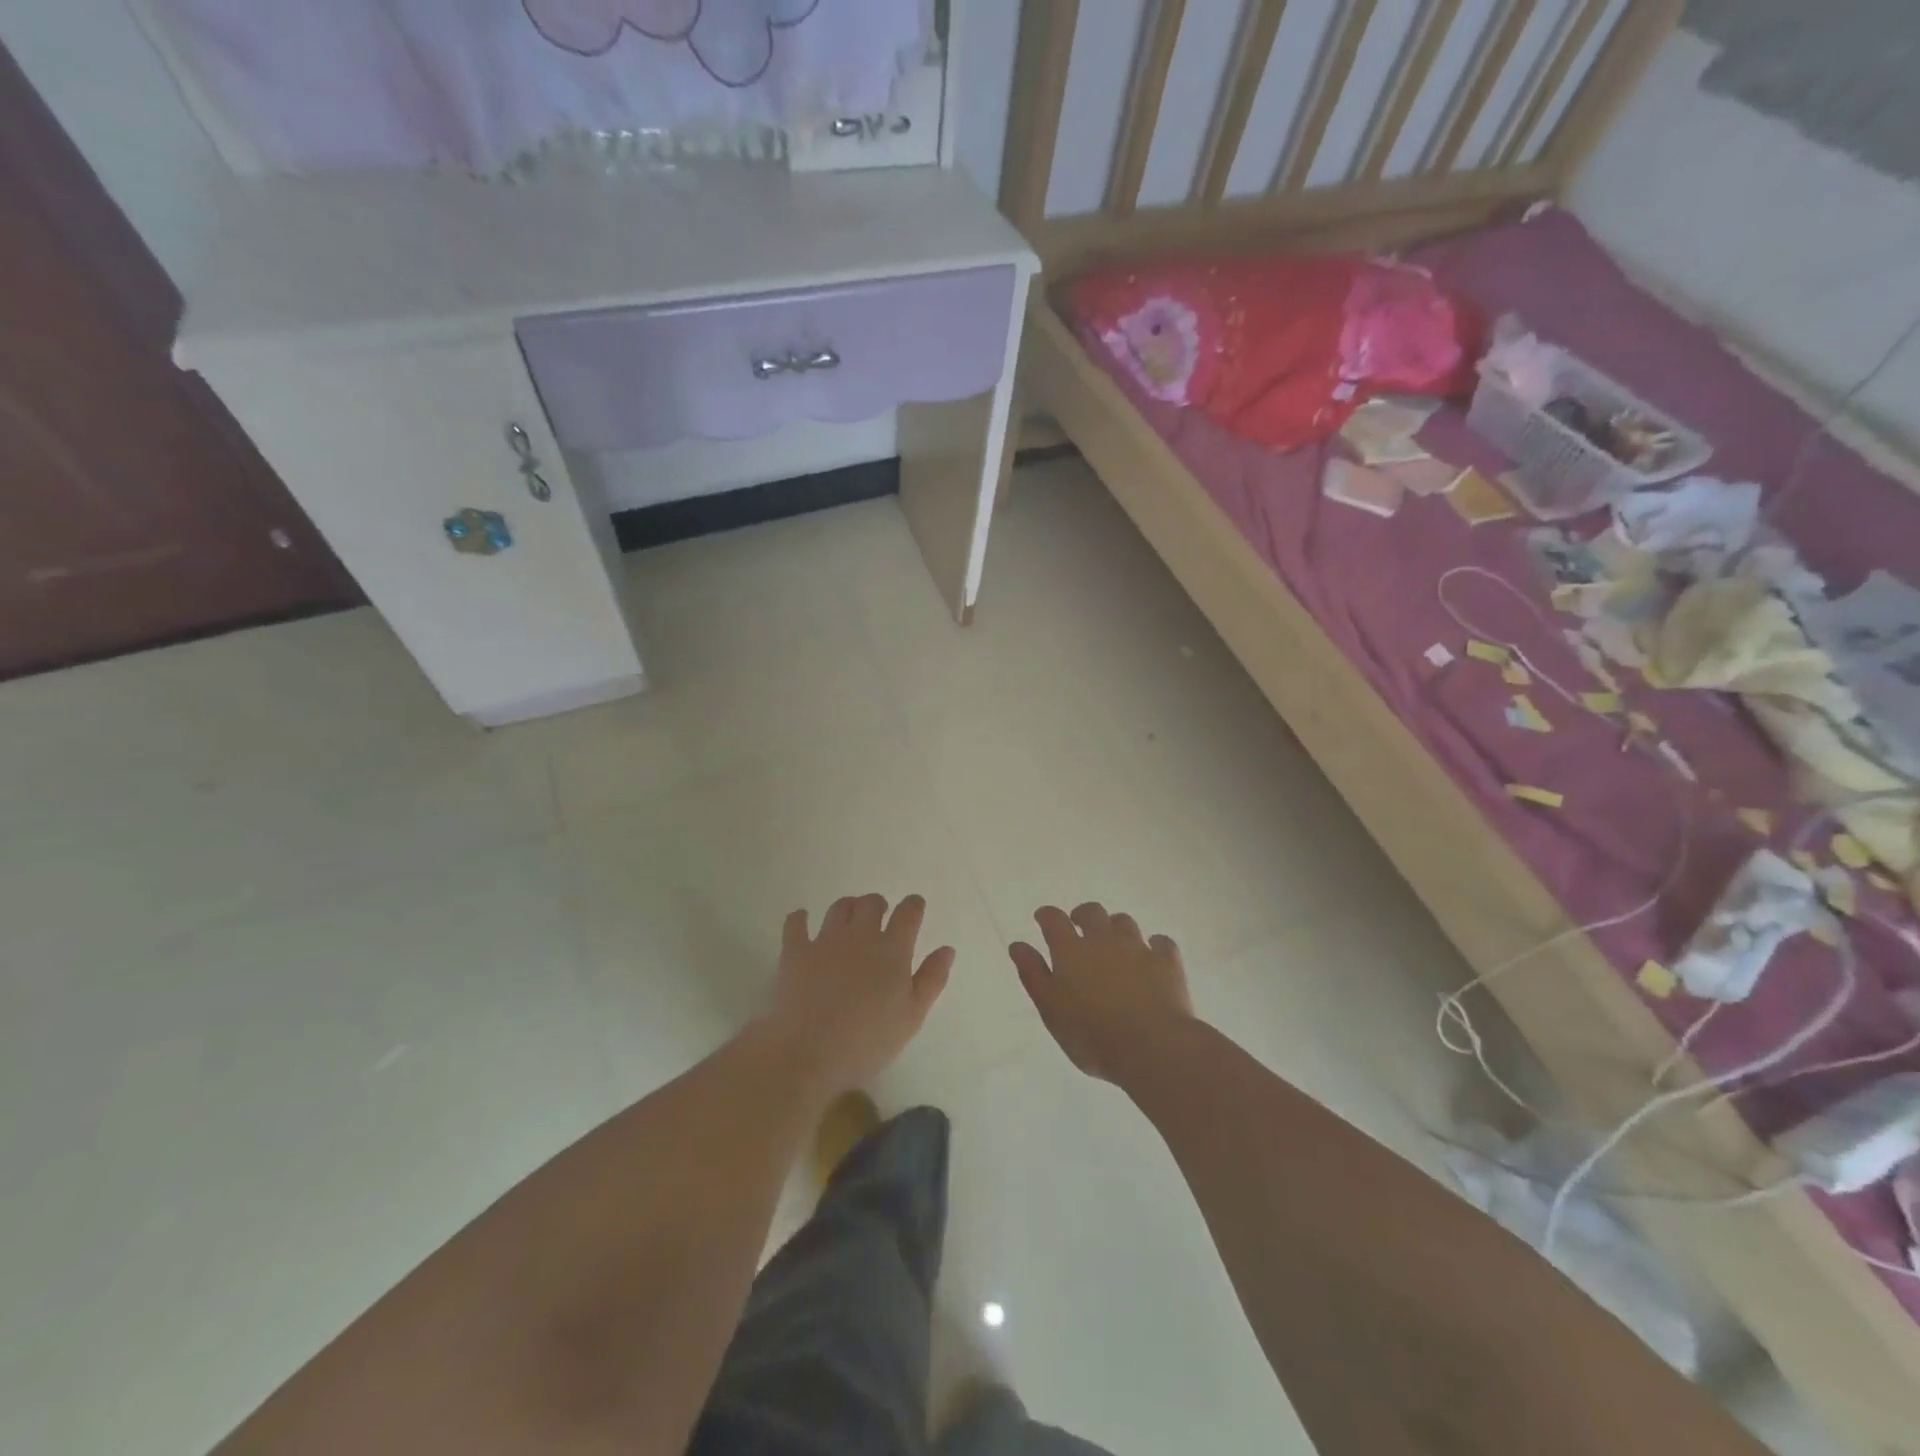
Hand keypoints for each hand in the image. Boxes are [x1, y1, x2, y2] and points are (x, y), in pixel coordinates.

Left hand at [759, 894, 953, 1097]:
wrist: (808, 1052)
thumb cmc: (868, 1040)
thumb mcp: (912, 1016)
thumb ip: (932, 979)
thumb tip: (946, 949)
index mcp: (892, 950)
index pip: (908, 913)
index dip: (913, 906)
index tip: (914, 908)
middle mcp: (860, 935)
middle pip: (871, 903)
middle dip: (879, 905)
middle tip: (880, 918)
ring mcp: (825, 941)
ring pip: (839, 908)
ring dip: (848, 908)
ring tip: (849, 920)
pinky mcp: (795, 952)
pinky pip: (795, 923)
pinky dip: (800, 918)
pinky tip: (802, 920)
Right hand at [1010, 903, 1194, 1082]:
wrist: (1152, 1046)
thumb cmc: (1092, 1035)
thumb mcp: (1051, 1010)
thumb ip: (1033, 975)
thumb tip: (1018, 945)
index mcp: (1071, 951)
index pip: (1054, 919)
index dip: (1047, 915)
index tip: (1043, 918)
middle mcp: (1104, 940)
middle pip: (1092, 912)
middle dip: (1083, 915)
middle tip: (1079, 927)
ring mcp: (1138, 948)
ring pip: (1125, 922)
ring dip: (1116, 927)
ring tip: (1114, 943)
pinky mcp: (1167, 962)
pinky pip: (1161, 942)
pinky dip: (1154, 945)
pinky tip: (1152, 955)